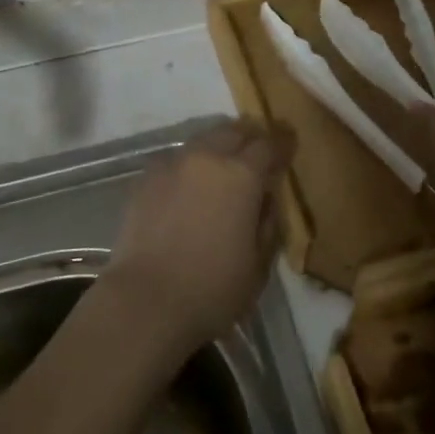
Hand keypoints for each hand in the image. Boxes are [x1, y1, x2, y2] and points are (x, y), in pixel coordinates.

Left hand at [103, 119, 295, 358]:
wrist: (145, 301)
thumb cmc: (212, 289)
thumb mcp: (258, 266)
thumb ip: (267, 226)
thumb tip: (265, 202)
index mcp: (242, 175)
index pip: (269, 145)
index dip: (282, 143)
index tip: (289, 143)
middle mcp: (207, 158)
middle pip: (233, 132)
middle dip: (250, 137)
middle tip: (258, 150)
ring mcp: (172, 164)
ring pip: (202, 140)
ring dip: (218, 146)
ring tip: (222, 164)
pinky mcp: (145, 179)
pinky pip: (175, 160)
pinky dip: (189, 164)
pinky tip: (188, 184)